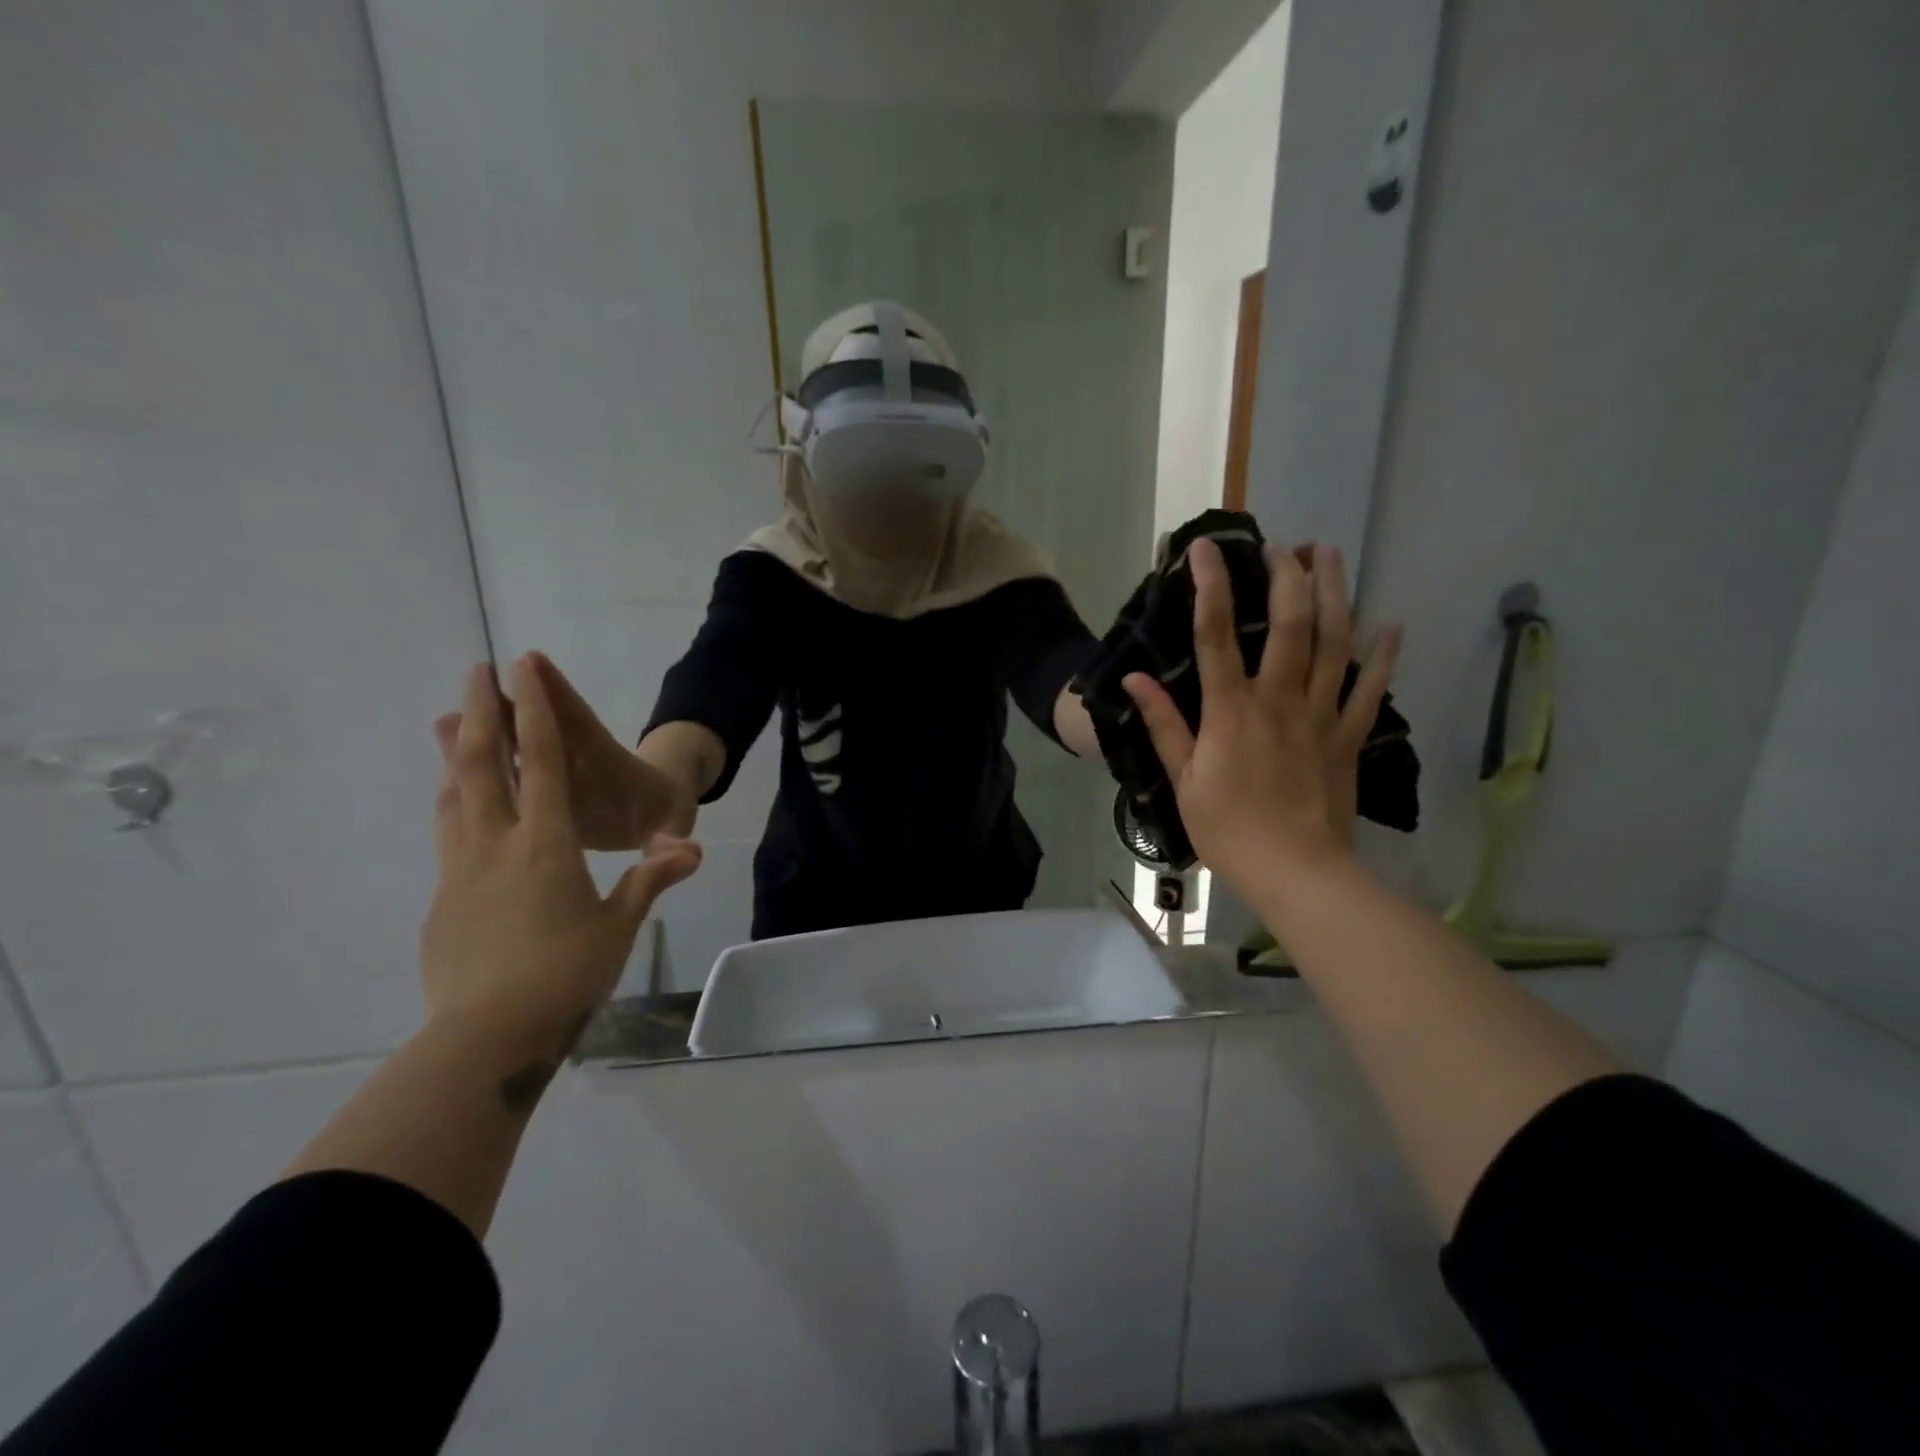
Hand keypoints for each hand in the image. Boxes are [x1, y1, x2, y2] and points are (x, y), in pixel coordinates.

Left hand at [422, 658, 701, 1043]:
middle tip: (475, 670)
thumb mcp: (619, 926)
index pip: (542, 762)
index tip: (522, 669)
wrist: (486, 1035)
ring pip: (455, 792)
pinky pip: (447, 829)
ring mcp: (461, 868)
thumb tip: (691, 849)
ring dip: (455, 749)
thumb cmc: (566, 974)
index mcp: (547, 843)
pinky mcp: (443, 896)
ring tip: (449, 718)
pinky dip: (451, 798)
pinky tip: (453, 798)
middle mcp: (497, 843)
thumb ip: (651, 880)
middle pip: (484, 763)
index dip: (536, 711)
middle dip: (481, 712)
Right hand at [1122, 539, 1399, 891]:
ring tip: (1330, 554)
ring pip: (1333, 642)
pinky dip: (1381, 656)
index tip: (1206, 548)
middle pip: (1288, 623)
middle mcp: (1279, 699)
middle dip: (1286, 575)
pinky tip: (1389, 625)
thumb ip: (1163, 725)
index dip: (1211, 586)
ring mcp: (1321, 715)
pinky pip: (1370, 689)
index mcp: (1231, 710)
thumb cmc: (1228, 829)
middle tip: (1283, 543)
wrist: (1296, 872)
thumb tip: (1133, 680)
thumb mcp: (1182, 780)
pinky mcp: (1350, 736)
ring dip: (1334, 593)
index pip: (1215, 635)